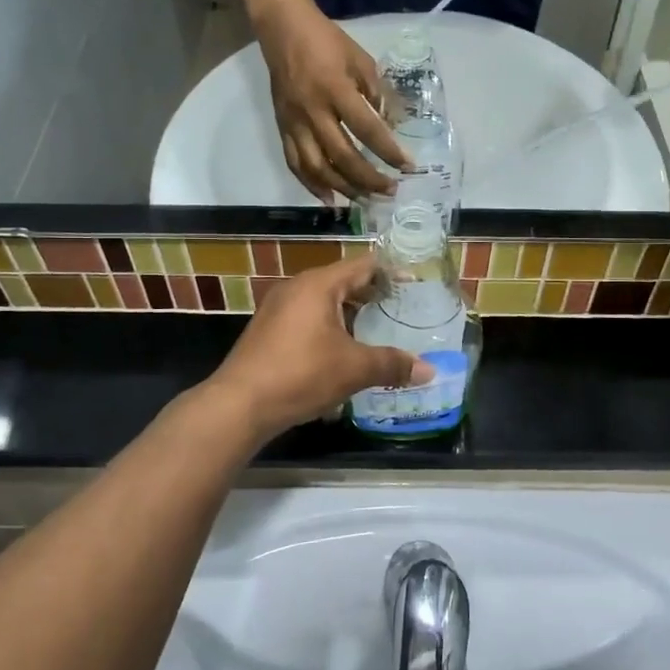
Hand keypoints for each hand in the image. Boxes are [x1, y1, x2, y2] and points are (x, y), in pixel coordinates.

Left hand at [203, 254, 430, 439]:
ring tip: (377, 333)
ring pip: (324, 302)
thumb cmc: (301, 374)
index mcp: (319, 284)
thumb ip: (393, 364)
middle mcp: (297, 287)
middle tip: (402, 310)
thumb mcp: (354, 369)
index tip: (415, 282)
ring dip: (351, 315)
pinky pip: (308, 318)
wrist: (239, 404)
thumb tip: (429, 370)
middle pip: (344, 282)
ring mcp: (278, 308)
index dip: (392, 271)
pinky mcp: (269, 330)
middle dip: (373, 296)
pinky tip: (343, 353)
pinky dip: (330, 327)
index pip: (364, 265)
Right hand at [253, 1, 409, 203]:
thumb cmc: (327, 42)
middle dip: (369, 179)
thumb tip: (393, 125)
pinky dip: (312, 185)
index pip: (367, 129)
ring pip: (317, 167)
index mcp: (335, 89)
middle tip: (390, 190)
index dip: (388, 151)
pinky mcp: (282, 128)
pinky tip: (330, 199)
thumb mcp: (360, 59)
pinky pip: (295, 164)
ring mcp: (294, 123)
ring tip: (365, 201)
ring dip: (343, 188)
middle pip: (342, 156)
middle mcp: (313, 111)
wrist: (283, 29)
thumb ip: (377, 92)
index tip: (408, 166)